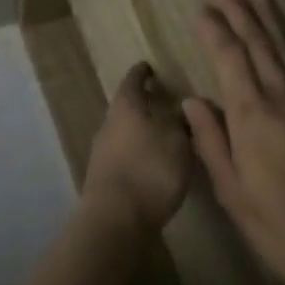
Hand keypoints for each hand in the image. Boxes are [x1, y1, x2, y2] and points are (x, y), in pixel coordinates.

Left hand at [82, 64, 193, 234]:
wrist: (115, 217)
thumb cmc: (150, 169)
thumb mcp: (178, 141)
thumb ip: (181, 122)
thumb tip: (181, 110)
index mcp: (125, 105)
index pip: (133, 80)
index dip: (142, 72)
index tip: (149, 67)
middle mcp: (109, 122)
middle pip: (126, 106)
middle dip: (144, 104)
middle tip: (165, 104)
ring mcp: (102, 150)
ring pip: (124, 131)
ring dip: (142, 132)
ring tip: (165, 138)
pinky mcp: (104, 176)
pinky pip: (124, 155)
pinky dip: (138, 154)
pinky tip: (153, 166)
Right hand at [184, 0, 284, 284]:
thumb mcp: (235, 195)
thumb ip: (212, 143)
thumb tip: (194, 101)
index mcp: (253, 115)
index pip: (230, 58)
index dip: (215, 31)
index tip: (202, 8)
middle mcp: (283, 98)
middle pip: (260, 43)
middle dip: (242, 12)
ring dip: (271, 19)